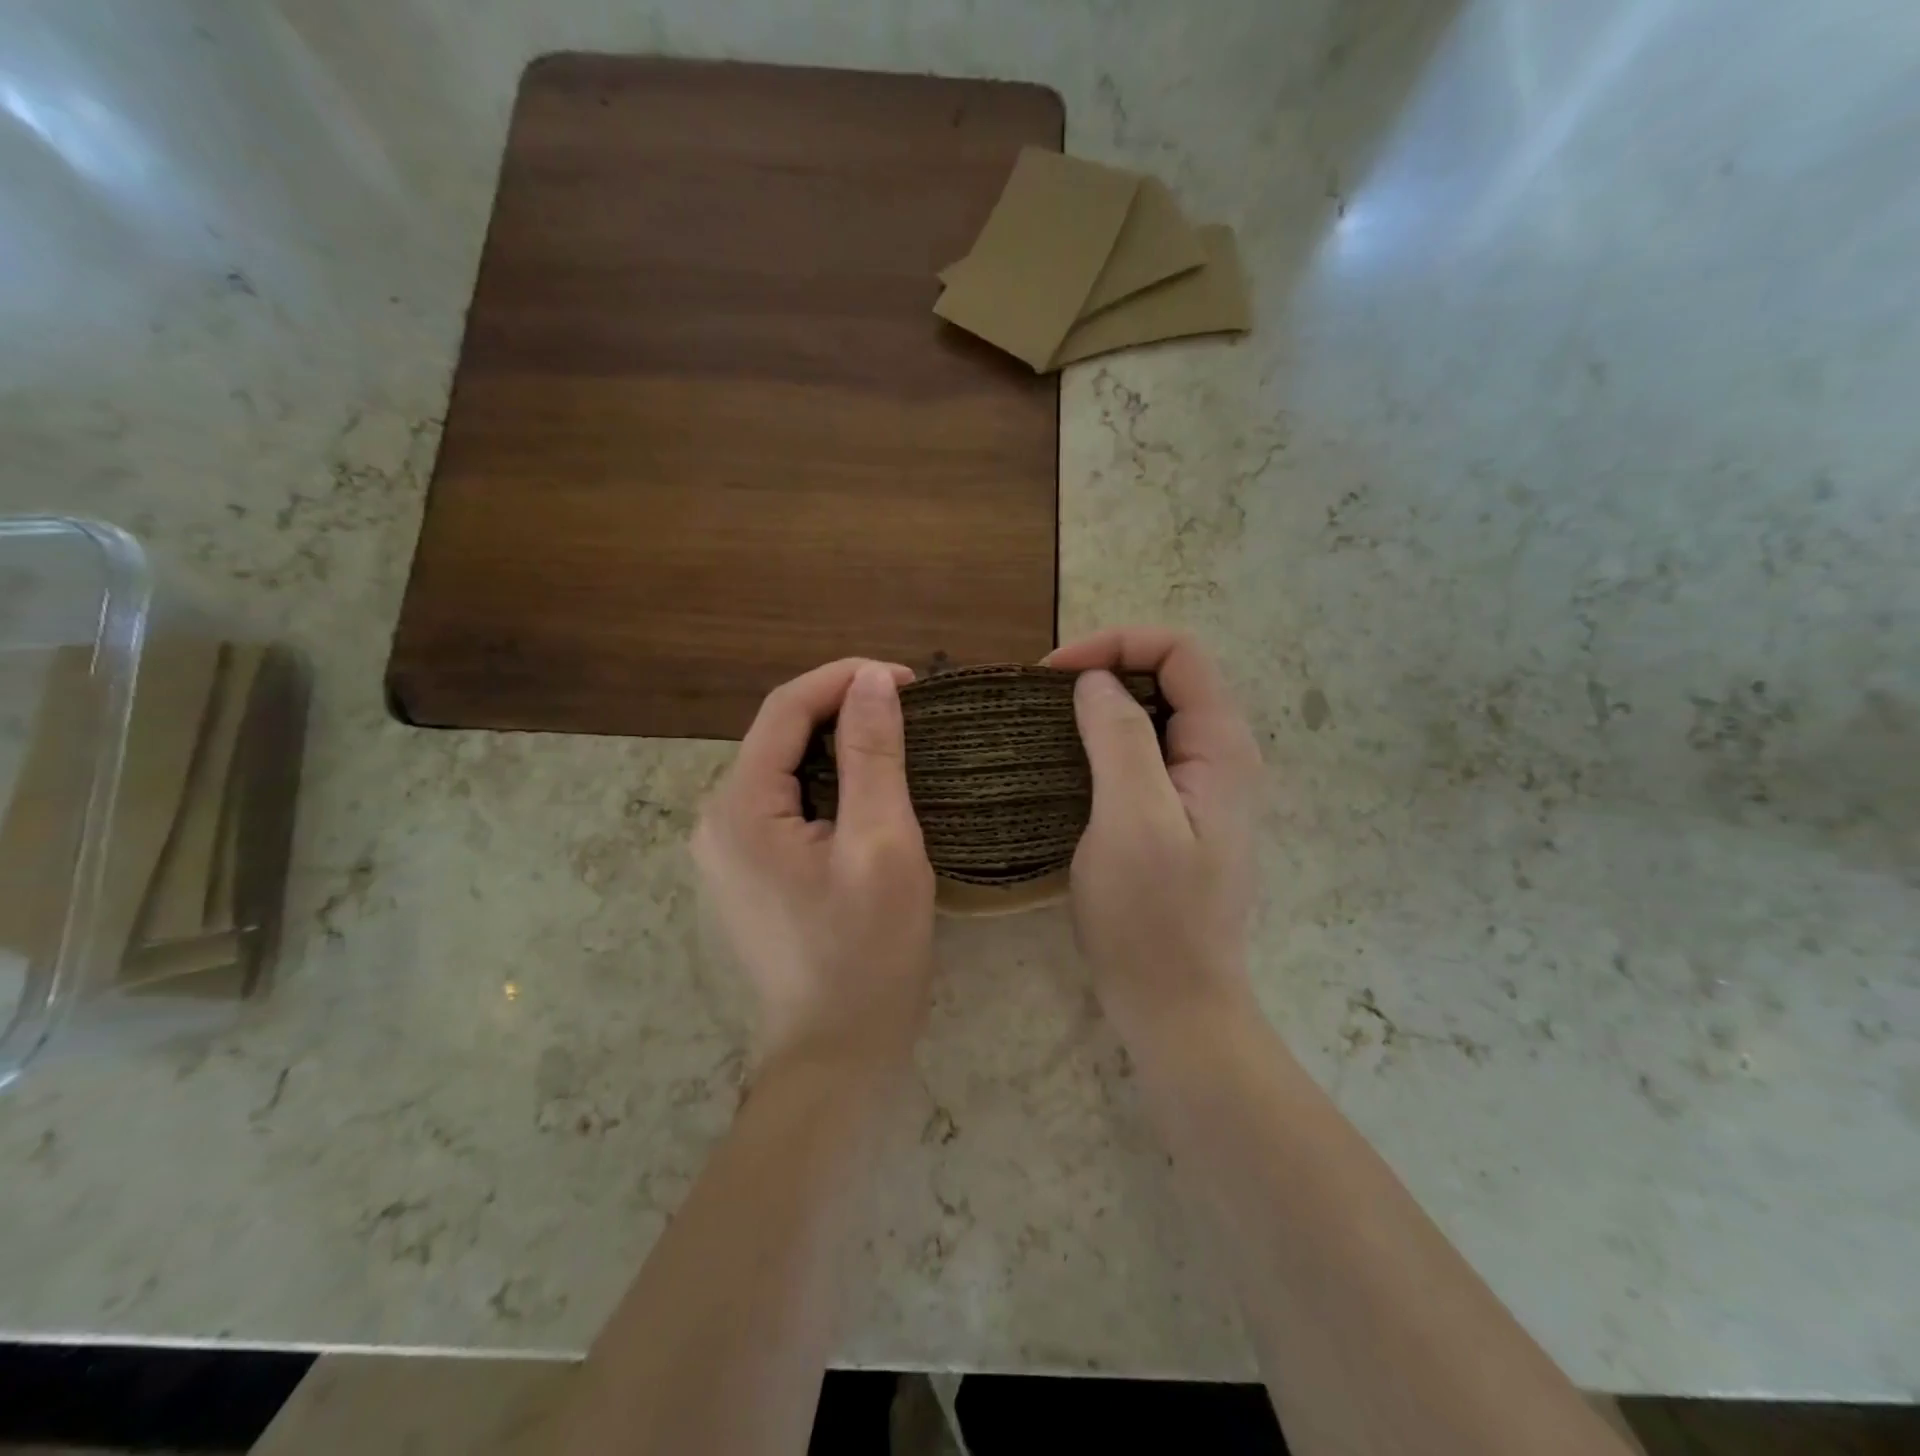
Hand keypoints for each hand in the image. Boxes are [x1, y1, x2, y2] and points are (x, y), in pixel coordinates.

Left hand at [693, 659, 935, 1073]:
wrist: (835, 1053)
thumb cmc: (867, 953)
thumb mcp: (882, 845)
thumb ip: (874, 755)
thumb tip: (871, 679)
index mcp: (740, 808)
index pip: (786, 708)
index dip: (845, 679)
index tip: (908, 680)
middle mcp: (716, 820)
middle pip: (779, 736)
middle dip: (842, 710)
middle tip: (911, 713)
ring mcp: (726, 849)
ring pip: (784, 769)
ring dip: (838, 746)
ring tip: (897, 744)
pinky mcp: (746, 871)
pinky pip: (784, 803)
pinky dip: (827, 783)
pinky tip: (867, 792)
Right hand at [1044, 629, 1262, 1047]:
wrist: (1174, 1004)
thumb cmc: (1152, 916)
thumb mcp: (1131, 818)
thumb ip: (1119, 738)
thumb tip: (1096, 681)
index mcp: (1221, 747)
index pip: (1179, 652)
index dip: (1117, 644)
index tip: (1054, 675)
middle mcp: (1219, 757)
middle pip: (1168, 677)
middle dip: (1105, 670)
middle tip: (1043, 698)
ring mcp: (1199, 789)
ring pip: (1152, 716)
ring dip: (1099, 707)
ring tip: (1046, 724)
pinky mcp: (1176, 815)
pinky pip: (1141, 755)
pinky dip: (1101, 742)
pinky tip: (1065, 763)